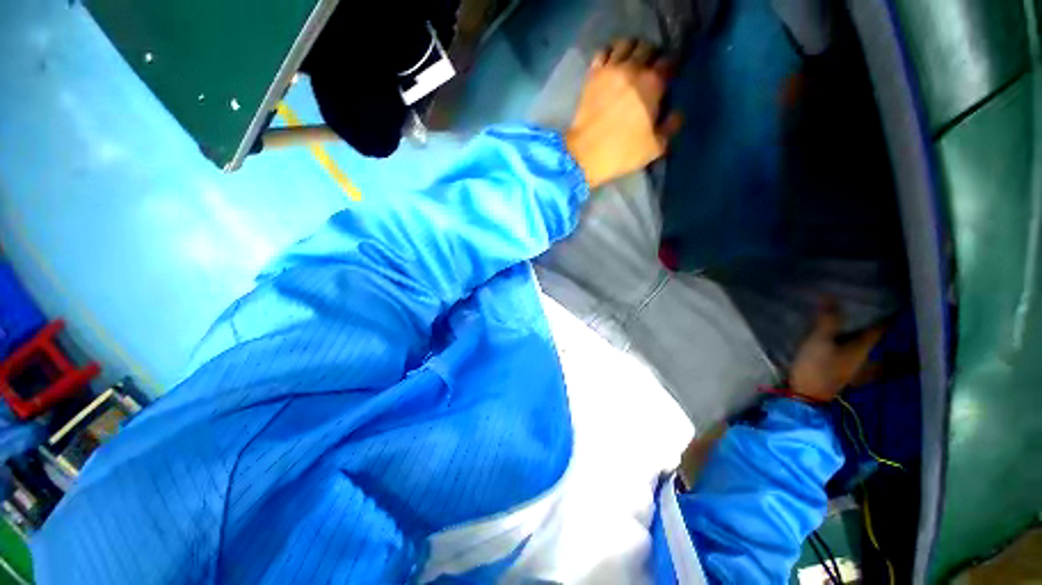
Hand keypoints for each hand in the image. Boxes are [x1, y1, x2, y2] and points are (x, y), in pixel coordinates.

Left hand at [566, 39, 682, 189]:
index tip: (667, 78)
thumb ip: (671, 126)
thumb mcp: (655, 147)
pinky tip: (610, 65)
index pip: (669, 62)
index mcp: (653, 84)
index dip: (669, 68)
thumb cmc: (623, 152)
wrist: (586, 154)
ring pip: (626, 44)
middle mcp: (634, 68)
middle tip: (649, 70)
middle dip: (652, 56)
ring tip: (630, 63)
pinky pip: (603, 52)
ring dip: (632, 50)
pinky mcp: (592, 75)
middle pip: (648, 48)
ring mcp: (610, 69)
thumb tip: (676, 113)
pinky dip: (609, 54)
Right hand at [788, 300, 886, 402]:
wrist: (806, 396)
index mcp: (863, 348)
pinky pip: (863, 364)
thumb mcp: (818, 342)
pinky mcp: (844, 375)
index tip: (894, 302)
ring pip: (877, 357)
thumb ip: (826, 320)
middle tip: (897, 326)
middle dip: (893, 338)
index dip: (887, 315)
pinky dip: (868, 361)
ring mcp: (856, 369)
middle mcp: (866, 358)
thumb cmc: (816, 368)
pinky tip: (860, 357)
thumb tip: (830, 294)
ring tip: (891, 346)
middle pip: (882, 345)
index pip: (880, 328)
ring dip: (886, 353)